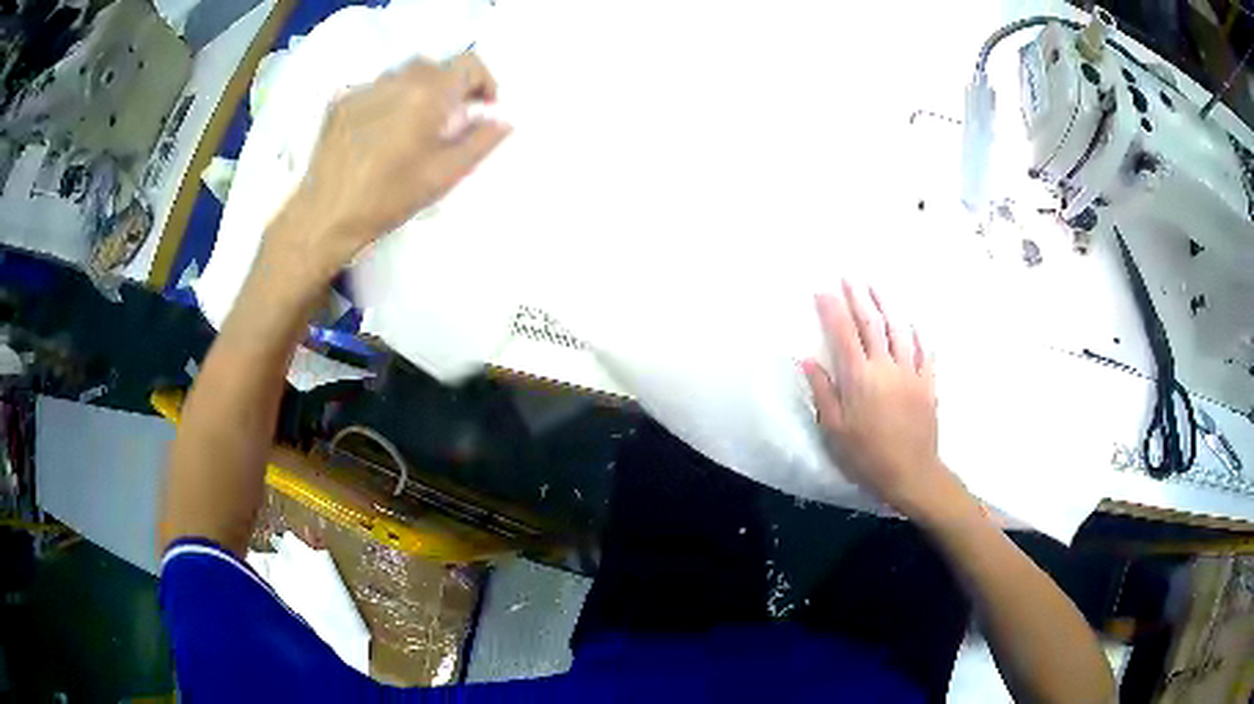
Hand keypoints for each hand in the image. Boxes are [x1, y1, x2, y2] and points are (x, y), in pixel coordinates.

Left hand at [274, 53, 510, 284]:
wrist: (325, 216)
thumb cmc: (387, 199)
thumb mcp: (444, 175)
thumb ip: (480, 142)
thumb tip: (503, 120)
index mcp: (426, 95)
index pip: (468, 63)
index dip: (483, 82)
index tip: (481, 108)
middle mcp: (396, 81)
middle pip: (436, 66)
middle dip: (450, 86)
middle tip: (448, 121)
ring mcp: (364, 88)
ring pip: (404, 74)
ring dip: (418, 91)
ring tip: (412, 127)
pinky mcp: (340, 101)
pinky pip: (376, 88)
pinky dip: (388, 101)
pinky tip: (380, 133)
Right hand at [802, 280, 967, 520]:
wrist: (910, 473)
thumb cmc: (866, 456)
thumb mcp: (834, 430)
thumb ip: (823, 392)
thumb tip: (807, 359)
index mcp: (859, 378)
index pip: (843, 334)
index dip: (831, 309)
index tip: (822, 290)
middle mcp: (885, 366)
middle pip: (871, 323)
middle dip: (858, 298)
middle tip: (849, 277)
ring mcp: (910, 372)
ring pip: (899, 329)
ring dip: (887, 305)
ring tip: (877, 287)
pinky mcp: (927, 382)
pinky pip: (923, 350)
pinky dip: (916, 333)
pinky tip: (912, 322)